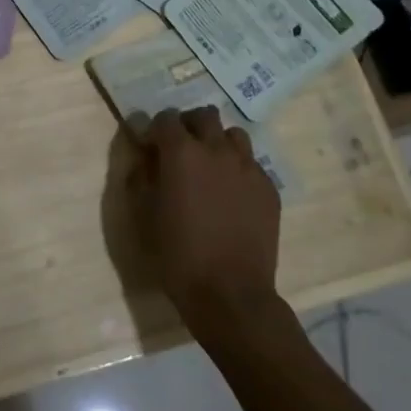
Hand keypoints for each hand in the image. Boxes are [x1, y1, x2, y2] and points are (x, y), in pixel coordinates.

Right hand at [124, 107, 282, 339]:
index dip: (155, 129)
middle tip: (181, 149)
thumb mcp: (144, 216)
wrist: (230, 293)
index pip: (166, 118)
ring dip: (218, 142)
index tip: (150, 146)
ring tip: (211, 167)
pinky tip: (232, 194)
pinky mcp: (268, 187)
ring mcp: (248, 167)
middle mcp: (217, 149)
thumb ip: (141, 177)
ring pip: (233, 135)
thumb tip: (144, 157)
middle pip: (204, 116)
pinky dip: (238, 169)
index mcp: (181, 153)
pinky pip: (252, 164)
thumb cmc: (178, 255)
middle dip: (189, 125)